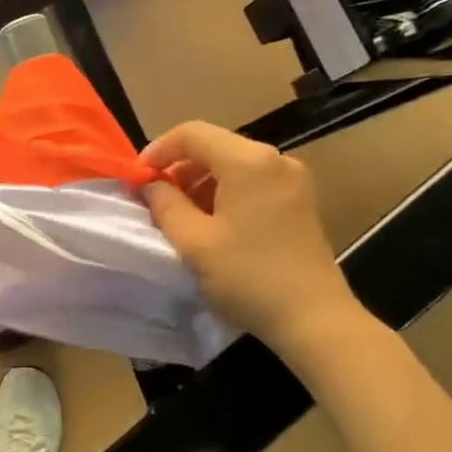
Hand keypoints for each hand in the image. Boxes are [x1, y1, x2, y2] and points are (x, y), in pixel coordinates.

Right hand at [140, 121, 369, 365]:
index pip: (192, 133)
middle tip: (154, 198)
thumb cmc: (248, 277)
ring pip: (233, 164)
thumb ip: (166, 205)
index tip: (137, 178)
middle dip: (179, 167)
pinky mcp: (298, 200)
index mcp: (248, 162)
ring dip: (200, 181)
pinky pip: (251, 181)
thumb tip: (152, 185)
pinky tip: (211, 222)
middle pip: (214, 145)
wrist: (314, 318)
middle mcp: (274, 159)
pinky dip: (224, 192)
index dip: (158, 150)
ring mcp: (292, 179)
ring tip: (179, 214)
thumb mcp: (194, 243)